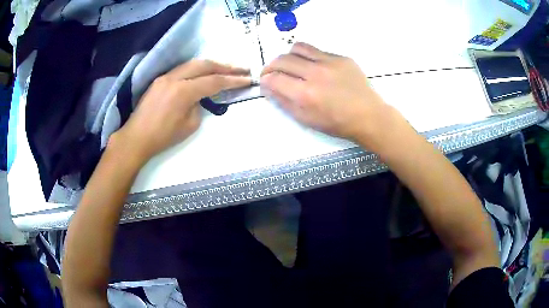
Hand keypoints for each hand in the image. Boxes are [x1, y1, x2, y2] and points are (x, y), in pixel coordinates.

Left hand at [112, 60, 250, 162]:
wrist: (136, 138)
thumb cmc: (163, 137)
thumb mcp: (189, 126)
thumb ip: (199, 106)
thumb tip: (200, 97)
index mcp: (183, 91)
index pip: (214, 81)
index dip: (233, 80)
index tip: (248, 79)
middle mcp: (174, 78)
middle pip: (204, 65)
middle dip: (225, 66)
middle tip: (242, 68)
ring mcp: (165, 77)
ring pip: (192, 64)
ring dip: (211, 65)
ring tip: (225, 69)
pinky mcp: (159, 80)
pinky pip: (182, 69)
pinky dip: (197, 69)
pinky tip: (203, 74)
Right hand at [261, 42, 411, 152]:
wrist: (368, 116)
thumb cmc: (337, 123)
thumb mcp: (307, 120)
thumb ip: (284, 102)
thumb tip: (269, 87)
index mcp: (306, 94)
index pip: (273, 78)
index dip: (265, 79)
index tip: (265, 82)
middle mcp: (316, 74)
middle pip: (282, 60)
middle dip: (272, 66)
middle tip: (273, 73)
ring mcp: (330, 62)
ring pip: (298, 48)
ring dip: (289, 56)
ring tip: (292, 65)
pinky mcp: (341, 58)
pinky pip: (318, 51)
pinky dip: (310, 58)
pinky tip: (316, 68)